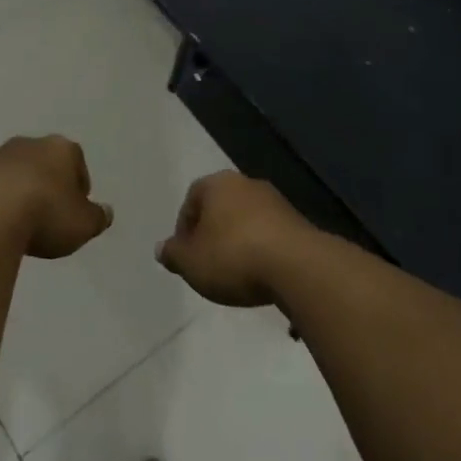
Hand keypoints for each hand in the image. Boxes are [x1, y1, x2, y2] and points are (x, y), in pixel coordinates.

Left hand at [0, 135, 112, 259]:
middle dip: (48, 186)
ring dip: (20, 193)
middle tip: (49, 218)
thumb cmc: (44, 214)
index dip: (79, 188)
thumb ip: (97, 217)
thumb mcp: (82, 225)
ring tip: (20, 225)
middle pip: (45, 164)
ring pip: (16, 174)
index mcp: (61, 148)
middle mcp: (29, 144)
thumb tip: (106, 211)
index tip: (74, 212)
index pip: (77, 163)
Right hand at [157, 171, 312, 306]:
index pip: (192, 198)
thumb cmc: (233, 257)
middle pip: (221, 207)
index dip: (184, 228)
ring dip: (239, 242)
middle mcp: (247, 183)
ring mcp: (276, 201)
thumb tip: (161, 248)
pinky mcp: (299, 222)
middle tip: (208, 263)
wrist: (298, 266)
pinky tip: (262, 276)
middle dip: (213, 233)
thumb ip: (173, 254)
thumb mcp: (191, 262)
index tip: (186, 255)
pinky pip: (270, 235)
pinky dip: (262, 251)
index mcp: (217, 183)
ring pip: (247, 220)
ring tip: (236, 274)